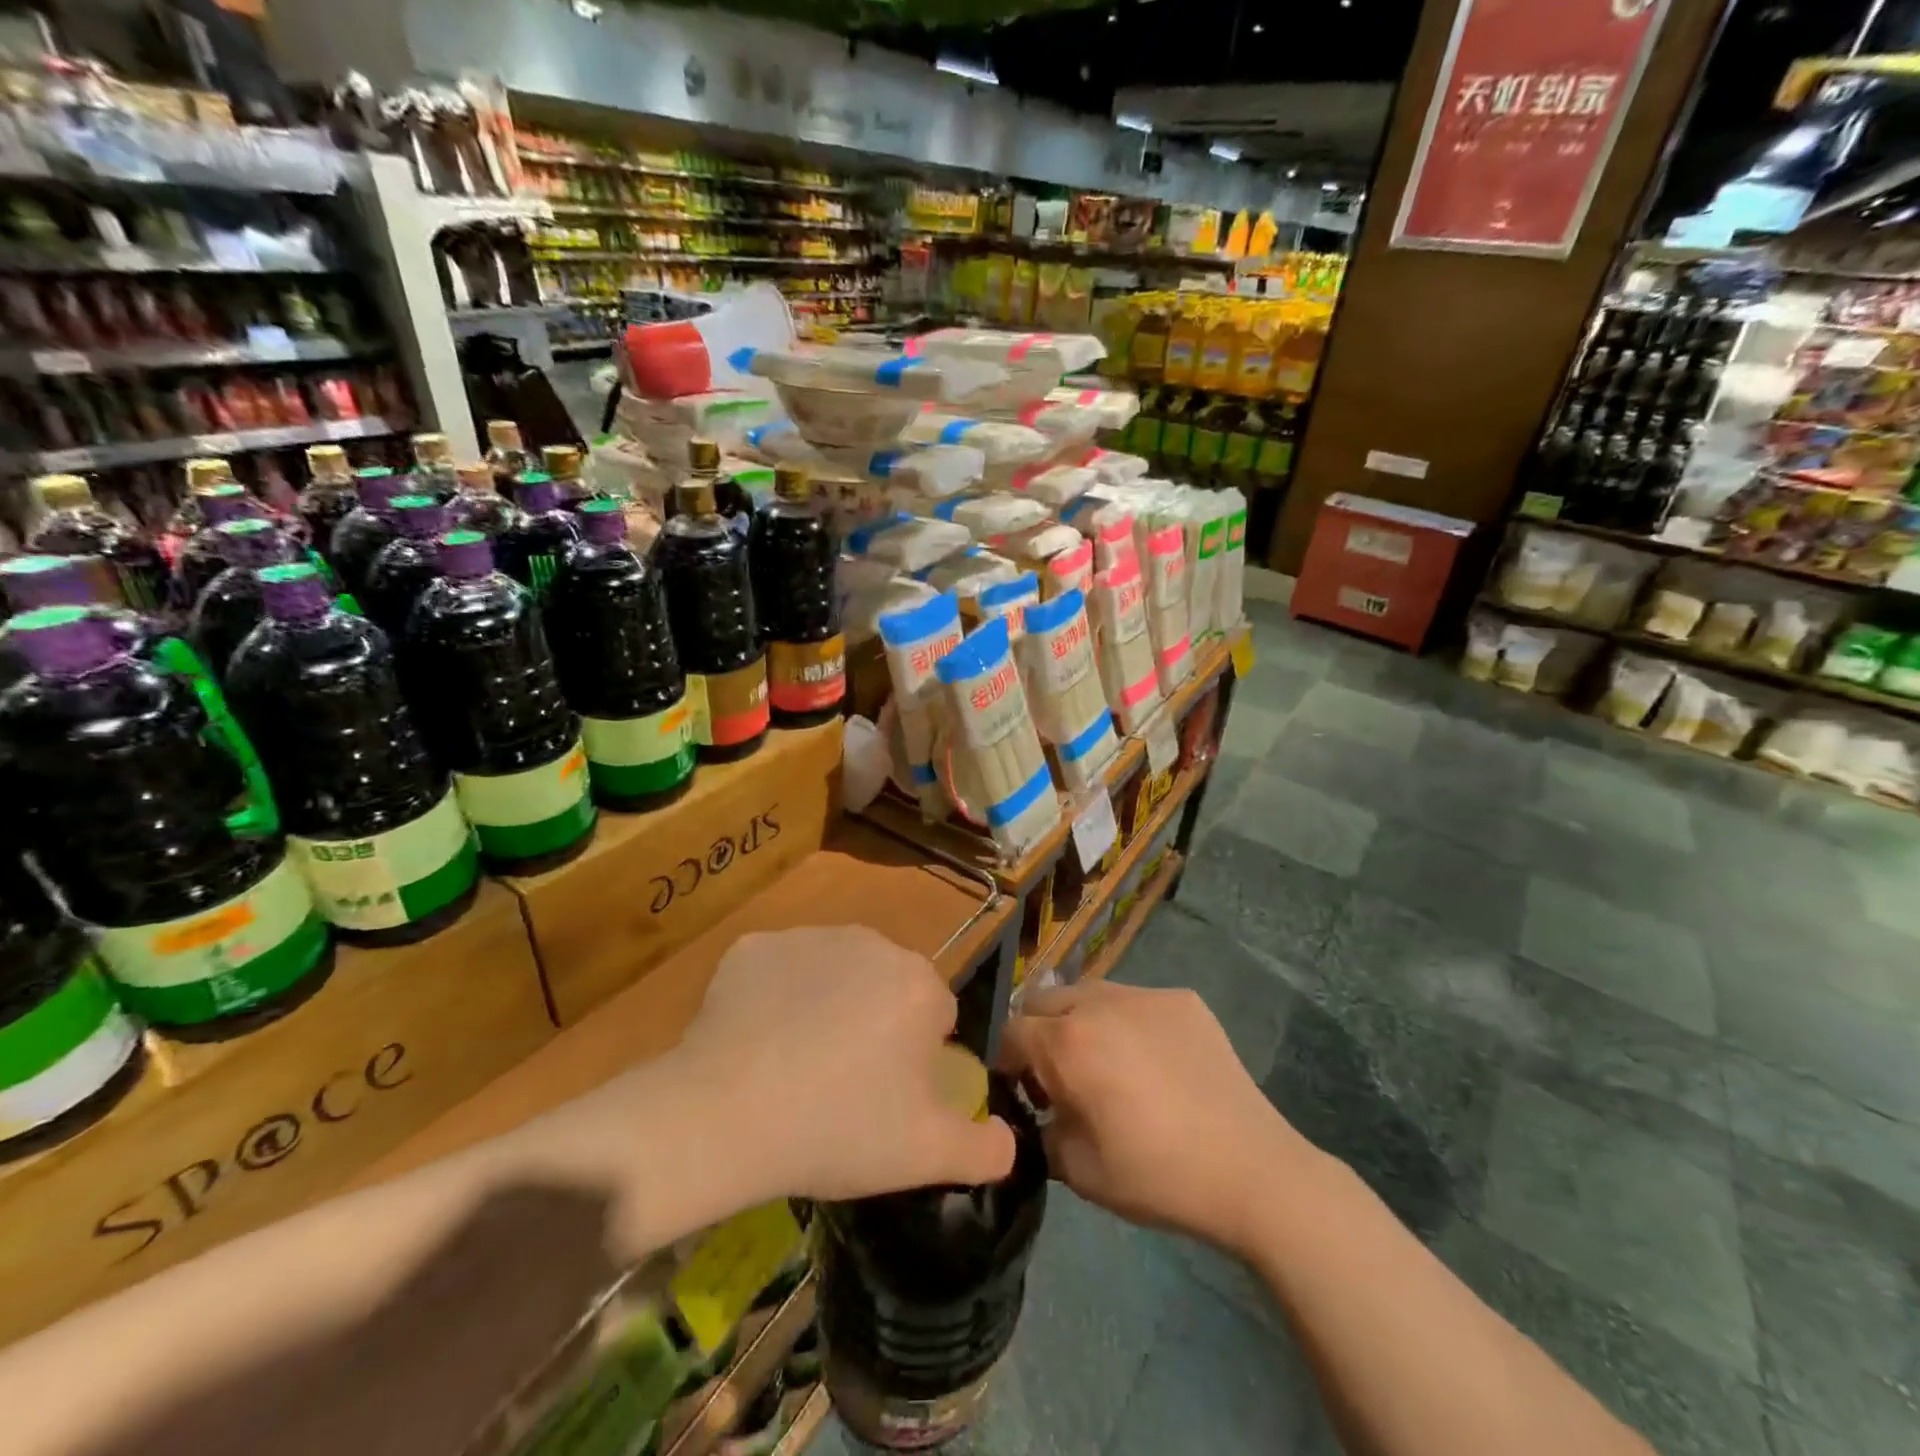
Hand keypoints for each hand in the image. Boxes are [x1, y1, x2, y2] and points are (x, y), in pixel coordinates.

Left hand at [678, 926, 1015, 1201]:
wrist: (724, 1115)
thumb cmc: (837, 1129)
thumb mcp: (925, 1155)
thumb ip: (984, 1148)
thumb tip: (1010, 1139)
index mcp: (919, 983)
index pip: (936, 1014)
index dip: (915, 1058)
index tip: (884, 1096)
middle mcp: (871, 942)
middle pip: (887, 985)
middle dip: (876, 1023)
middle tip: (841, 1084)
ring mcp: (808, 937)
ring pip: (835, 972)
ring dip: (828, 1004)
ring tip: (796, 1064)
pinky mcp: (755, 945)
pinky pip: (780, 970)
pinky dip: (776, 996)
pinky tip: (757, 1040)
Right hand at [999, 981, 1321, 1254]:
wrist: (1251, 1170)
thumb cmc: (1157, 1176)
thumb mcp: (1078, 1170)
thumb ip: (1041, 1130)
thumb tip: (1039, 1110)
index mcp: (1068, 1043)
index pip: (1011, 1032)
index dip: (1007, 1061)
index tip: (1022, 1090)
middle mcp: (1099, 1003)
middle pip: (1044, 1000)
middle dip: (1039, 1032)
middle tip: (1061, 1074)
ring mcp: (1144, 995)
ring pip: (1089, 993)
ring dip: (1081, 1020)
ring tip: (1107, 1062)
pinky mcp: (1182, 999)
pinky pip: (1136, 1000)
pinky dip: (1128, 1023)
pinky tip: (1154, 1062)